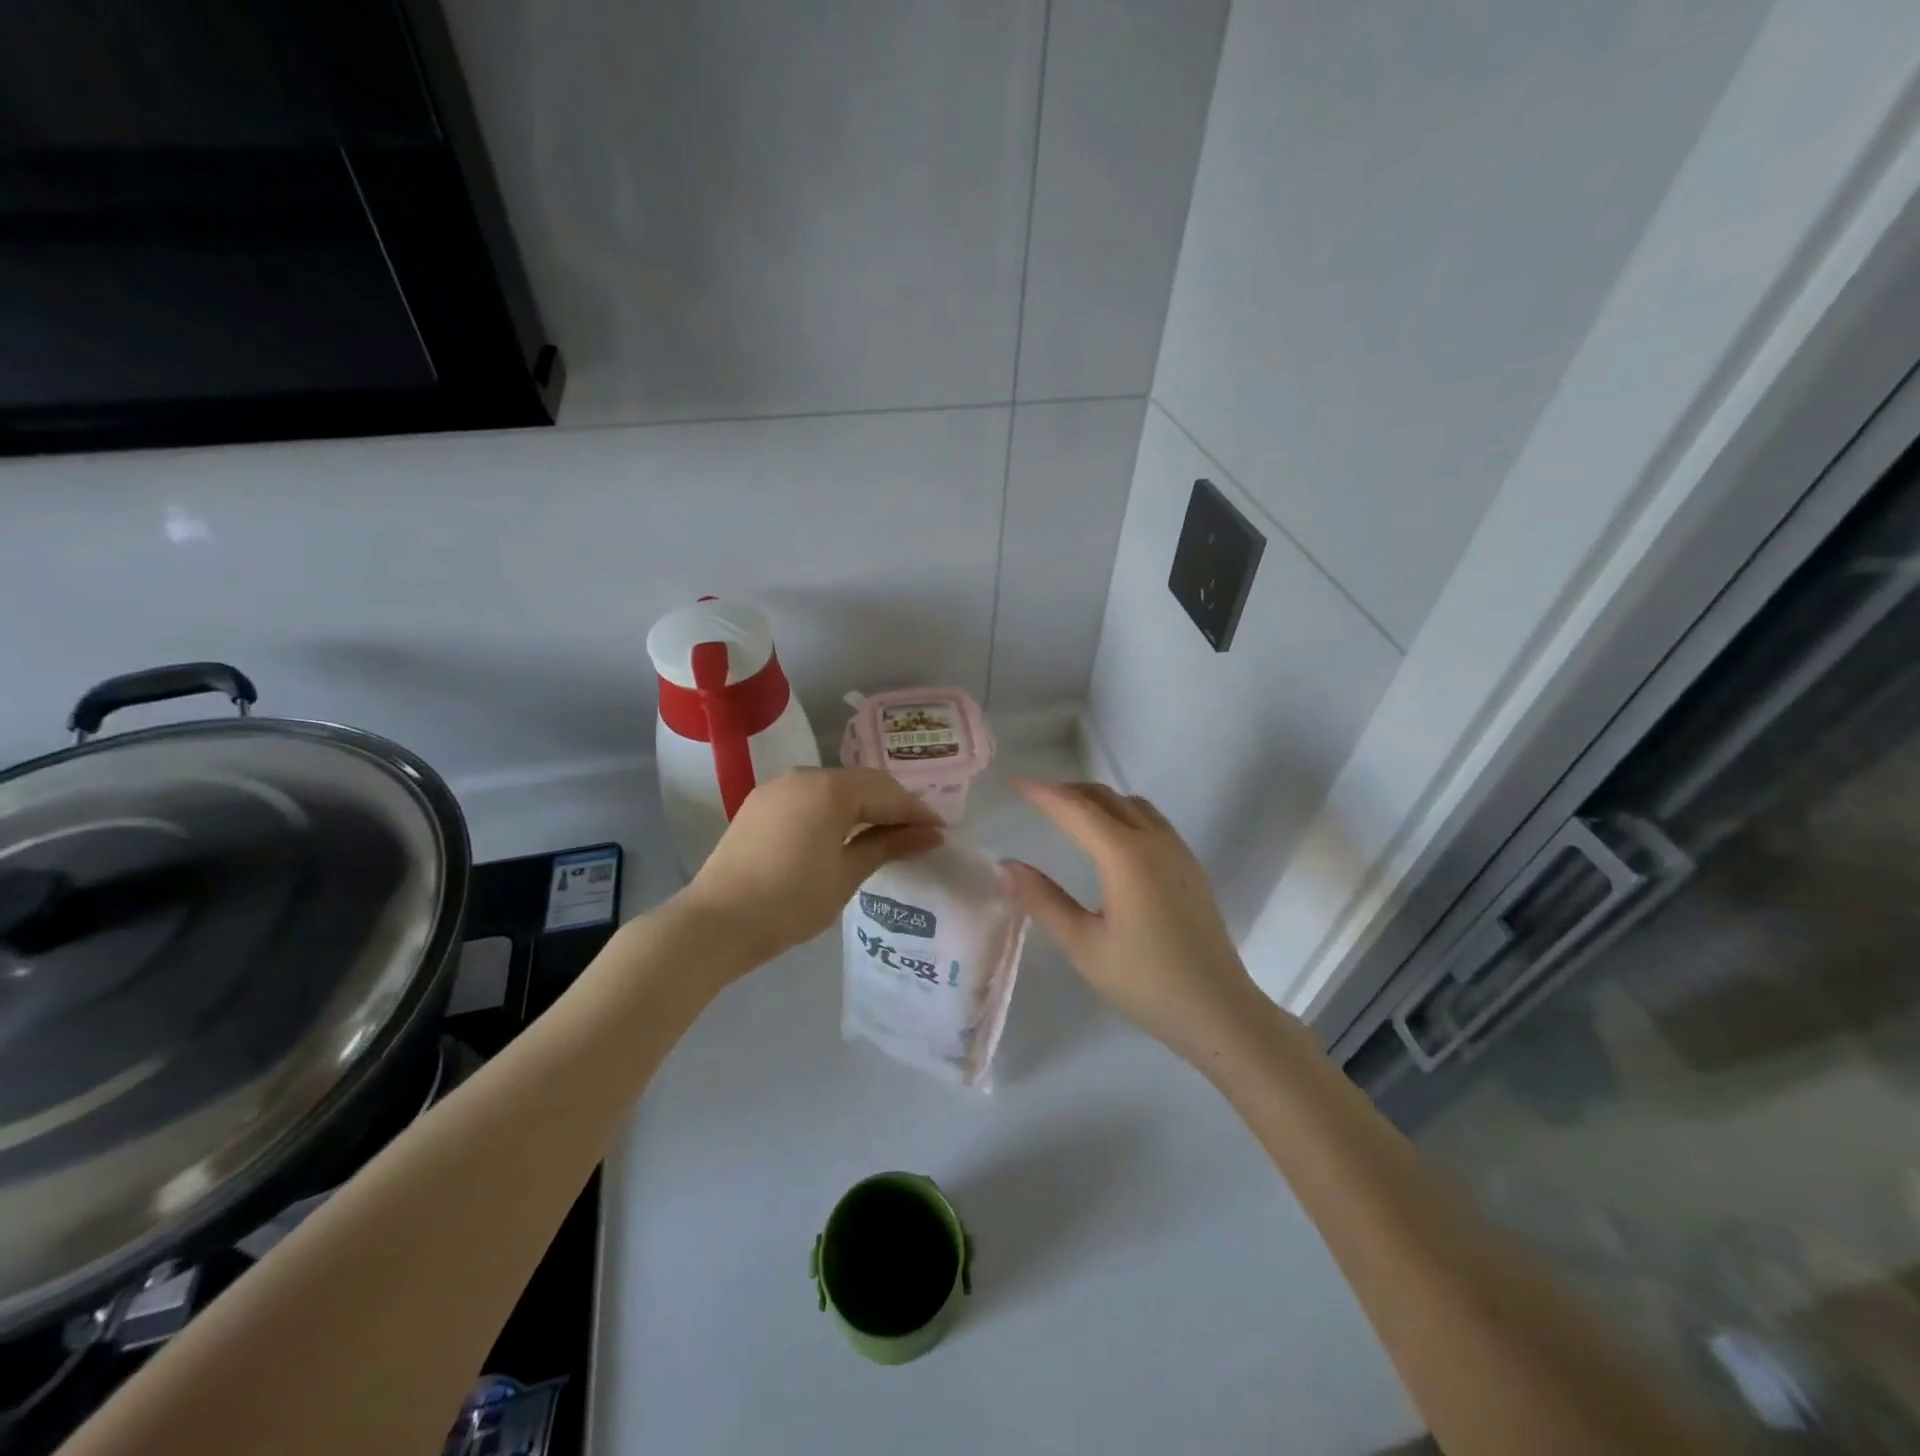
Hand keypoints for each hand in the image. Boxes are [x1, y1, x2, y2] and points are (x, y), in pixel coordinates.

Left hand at [677, 767, 942, 971]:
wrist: (716, 923)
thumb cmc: (790, 901)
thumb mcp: (847, 874)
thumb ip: (889, 845)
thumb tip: (931, 834)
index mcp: (829, 788)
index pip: (886, 791)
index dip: (916, 811)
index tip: (940, 833)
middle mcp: (803, 775)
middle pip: (861, 784)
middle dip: (891, 807)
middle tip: (917, 835)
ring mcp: (777, 788)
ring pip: (834, 789)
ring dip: (862, 808)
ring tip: (884, 836)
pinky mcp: (759, 805)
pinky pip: (809, 799)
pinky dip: (833, 812)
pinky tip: (842, 835)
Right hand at [1002, 780, 1265, 1064]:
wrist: (1218, 1010)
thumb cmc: (1145, 981)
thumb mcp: (1083, 944)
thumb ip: (1042, 900)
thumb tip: (1006, 866)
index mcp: (1125, 856)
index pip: (1076, 810)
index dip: (1042, 793)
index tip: (1015, 782)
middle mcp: (1154, 841)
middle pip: (1106, 797)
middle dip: (1069, 792)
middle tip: (1036, 800)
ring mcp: (1178, 851)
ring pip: (1132, 804)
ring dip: (1098, 800)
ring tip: (1071, 815)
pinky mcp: (1190, 866)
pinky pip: (1151, 820)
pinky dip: (1122, 813)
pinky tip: (1112, 840)